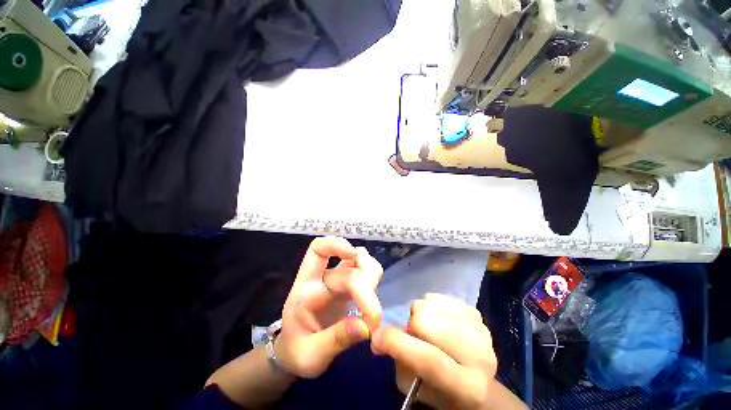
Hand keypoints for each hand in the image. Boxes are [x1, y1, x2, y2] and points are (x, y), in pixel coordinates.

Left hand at [275, 236, 383, 377]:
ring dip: (373, 277)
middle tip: (372, 320)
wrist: (296, 352)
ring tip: (371, 309)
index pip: (318, 249)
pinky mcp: (350, 287)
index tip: (353, 255)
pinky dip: (374, 279)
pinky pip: (367, 271)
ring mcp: (339, 280)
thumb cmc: (297, 352)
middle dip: (366, 287)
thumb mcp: (310, 356)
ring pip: (362, 261)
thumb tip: (365, 327)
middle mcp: (325, 277)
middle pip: (351, 264)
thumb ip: (335, 341)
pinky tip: (372, 298)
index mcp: (307, 287)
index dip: (336, 244)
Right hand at [371, 294, 497, 409]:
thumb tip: (377, 335)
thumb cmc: (438, 386)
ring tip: (427, 329)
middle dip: (412, 326)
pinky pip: (436, 296)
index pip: (430, 360)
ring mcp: (480, 328)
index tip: (376, 337)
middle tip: (413, 336)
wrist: (472, 374)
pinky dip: (429, 306)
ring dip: (420, 315)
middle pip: (427, 321)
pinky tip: (437, 320)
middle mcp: (481, 356)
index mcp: (468, 387)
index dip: (399, 345)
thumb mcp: (414, 384)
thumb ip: (397, 359)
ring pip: (430, 304)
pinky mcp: (475, 310)